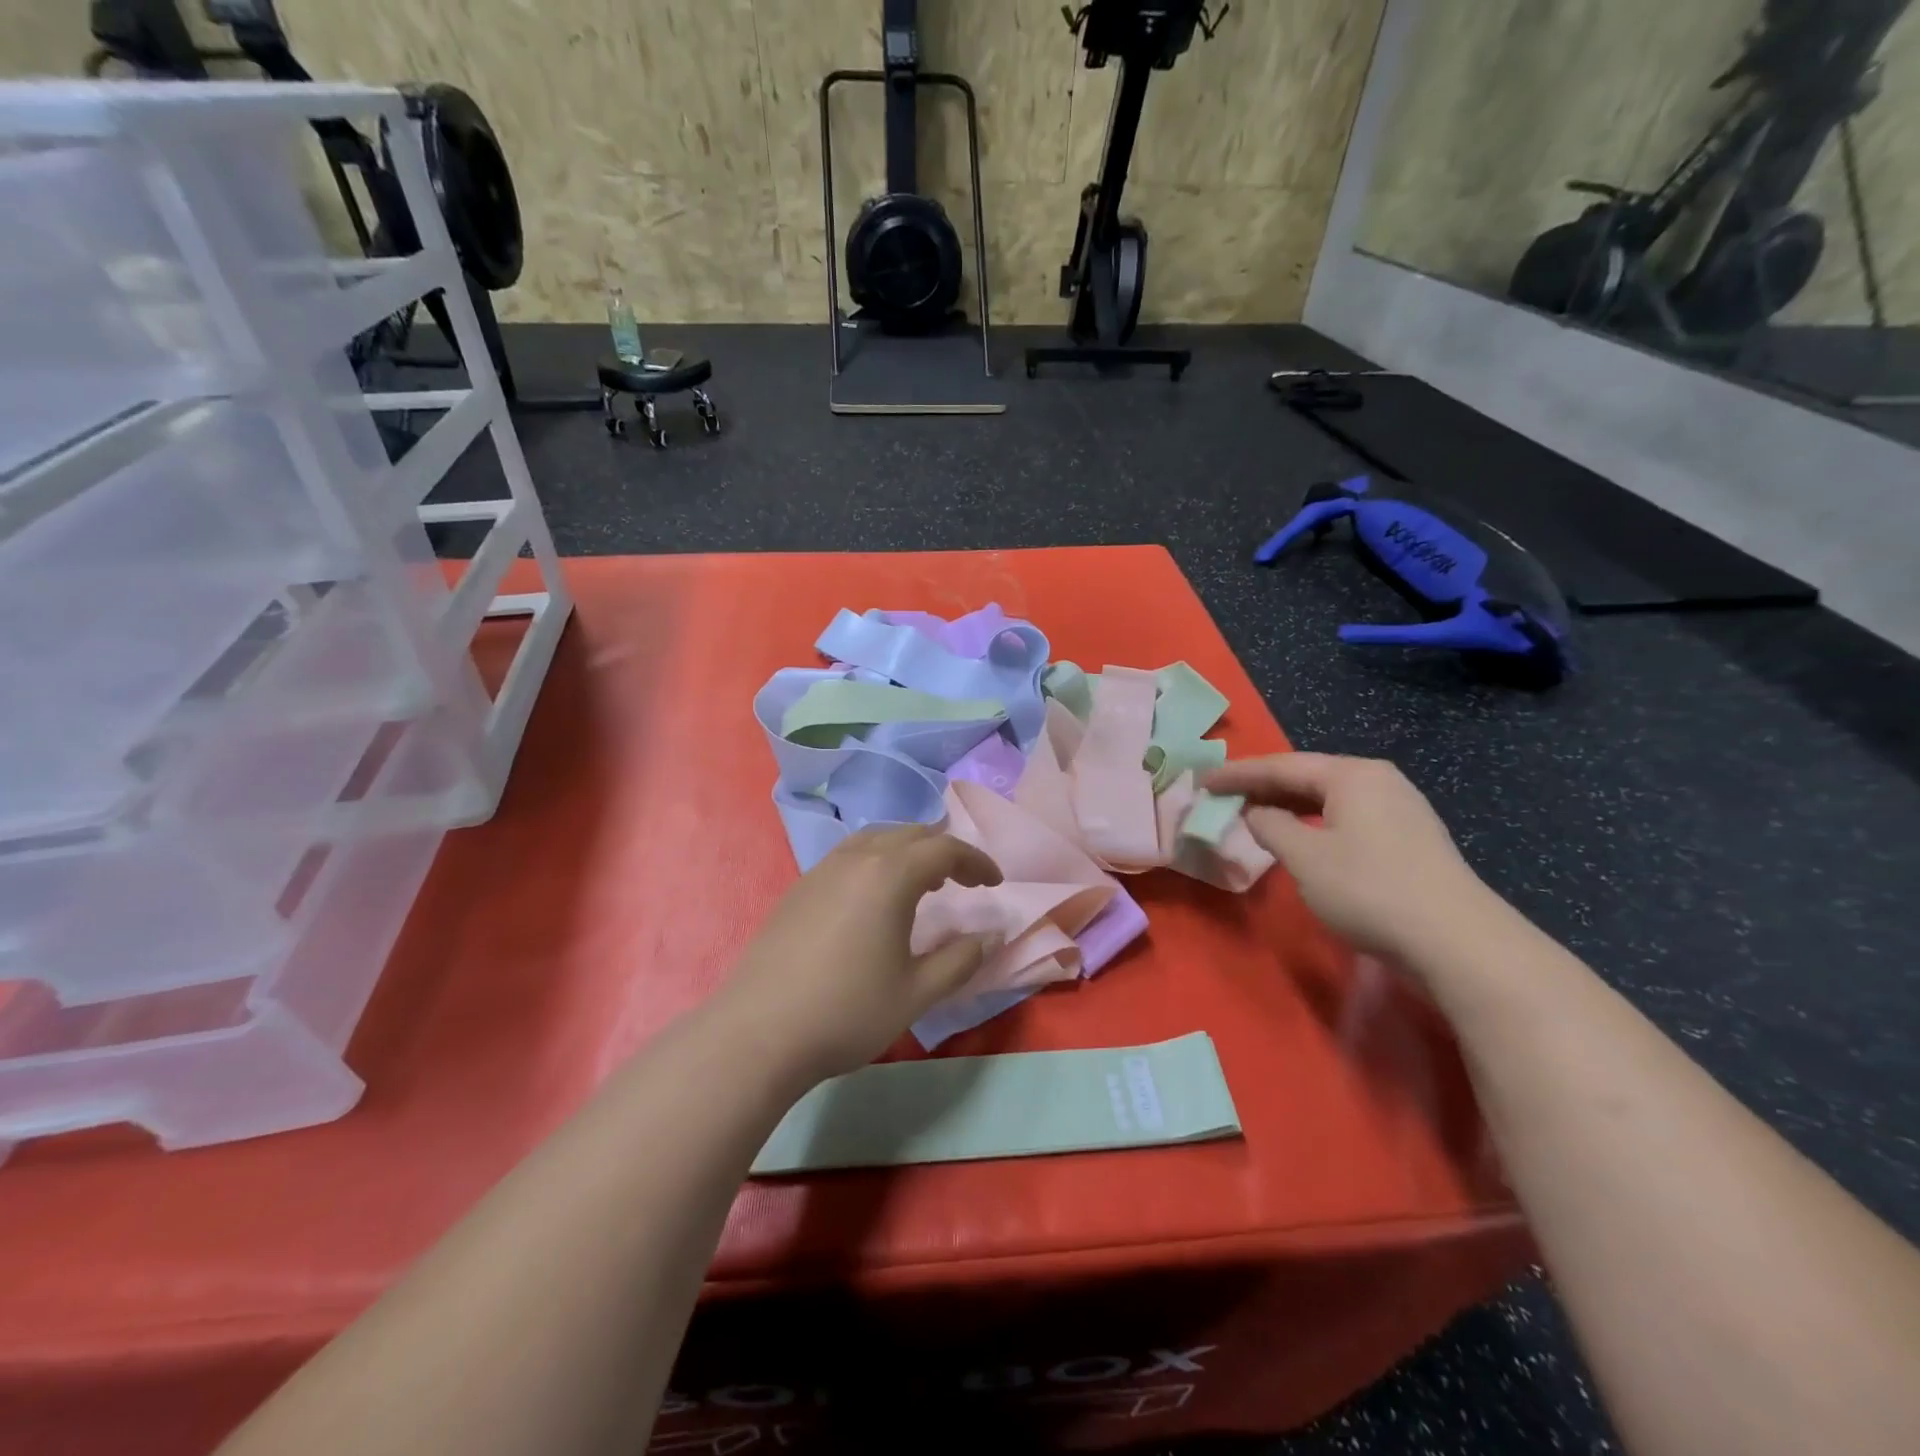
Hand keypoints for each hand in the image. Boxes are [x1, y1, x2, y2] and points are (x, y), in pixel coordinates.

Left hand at [719, 825, 1003, 1084]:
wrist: (758, 1034)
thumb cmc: (847, 1012)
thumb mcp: (916, 993)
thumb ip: (960, 960)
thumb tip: (991, 936)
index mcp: (889, 875)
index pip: (944, 849)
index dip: (976, 862)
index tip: (995, 883)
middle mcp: (855, 860)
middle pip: (909, 835)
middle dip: (943, 851)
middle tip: (963, 881)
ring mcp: (821, 871)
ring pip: (875, 840)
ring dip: (907, 852)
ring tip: (922, 883)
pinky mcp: (798, 889)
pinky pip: (848, 856)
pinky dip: (876, 861)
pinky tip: (874, 899)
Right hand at [1203, 753, 1490, 962]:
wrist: (1457, 941)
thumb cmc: (1369, 889)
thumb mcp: (1305, 857)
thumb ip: (1271, 826)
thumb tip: (1256, 813)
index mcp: (1352, 775)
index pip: (1281, 765)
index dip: (1238, 774)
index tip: (1203, 781)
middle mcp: (1378, 780)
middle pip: (1308, 775)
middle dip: (1263, 786)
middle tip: (1224, 795)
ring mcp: (1400, 808)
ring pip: (1329, 797)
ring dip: (1289, 804)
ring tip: (1254, 813)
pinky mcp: (1409, 837)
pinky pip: (1347, 816)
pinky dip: (1314, 821)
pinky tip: (1301, 836)